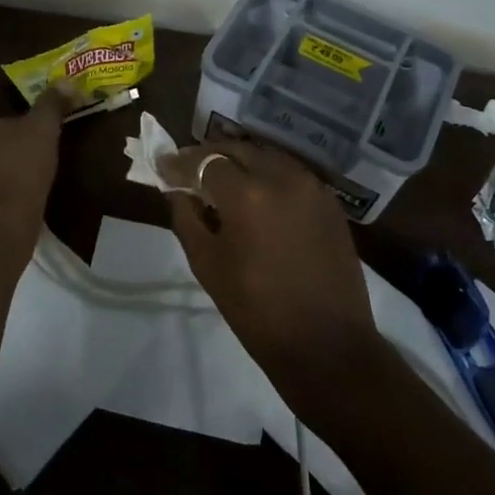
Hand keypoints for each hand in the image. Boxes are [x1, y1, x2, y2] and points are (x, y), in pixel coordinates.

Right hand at [166, 138, 379, 405]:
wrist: (326, 345)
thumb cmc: (256, 310)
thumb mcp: (206, 264)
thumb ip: (187, 217)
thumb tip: (177, 189)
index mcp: (248, 194)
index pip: (205, 160)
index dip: (181, 163)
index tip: (164, 166)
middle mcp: (283, 176)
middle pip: (238, 149)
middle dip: (211, 156)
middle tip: (190, 170)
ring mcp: (312, 186)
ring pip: (267, 157)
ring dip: (241, 162)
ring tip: (222, 181)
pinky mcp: (330, 201)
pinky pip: (291, 174)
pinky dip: (268, 175)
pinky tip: (257, 195)